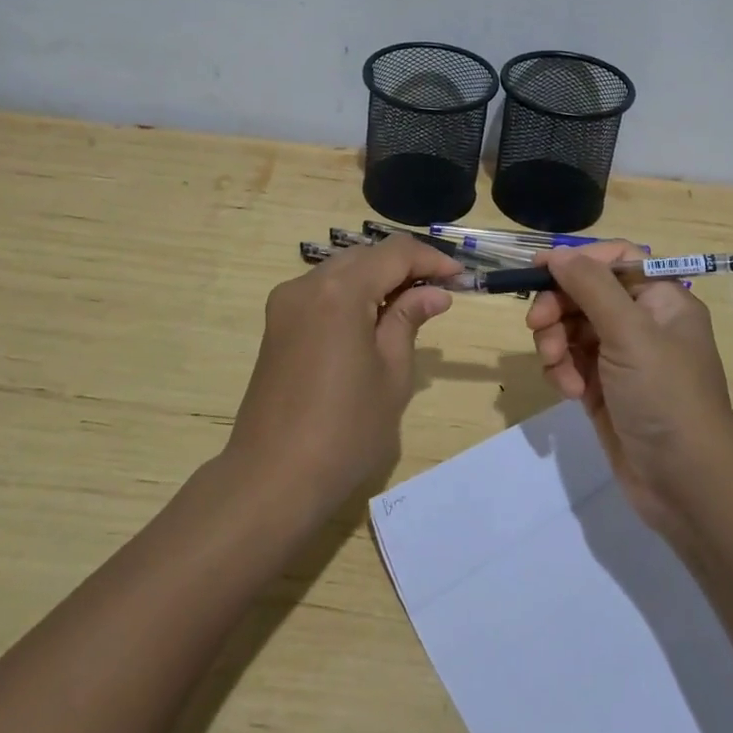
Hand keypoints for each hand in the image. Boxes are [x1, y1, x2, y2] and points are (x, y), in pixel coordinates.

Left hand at [227, 234, 461, 515]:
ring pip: (341, 272)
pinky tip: (372, 321)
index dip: (431, 260)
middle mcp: (307, 284)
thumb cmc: (345, 430)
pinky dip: (351, 296)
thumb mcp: (392, 374)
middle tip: (439, 293)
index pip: (394, 253)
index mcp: (340, 291)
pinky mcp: (276, 326)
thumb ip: (409, 321)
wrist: (272, 479)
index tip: (460, 277)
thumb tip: (434, 294)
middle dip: (404, 267)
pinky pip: (321, 293)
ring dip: (377, 280)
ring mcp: (285, 304)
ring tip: (410, 307)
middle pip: (365, 257)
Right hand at [526, 242, 732, 537]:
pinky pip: (570, 362)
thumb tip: (559, 253)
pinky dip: (561, 371)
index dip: (578, 260)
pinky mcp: (603, 390)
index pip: (615, 261)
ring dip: (556, 343)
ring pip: (571, 329)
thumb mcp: (631, 333)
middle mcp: (642, 323)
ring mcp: (622, 359)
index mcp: (661, 300)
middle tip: (537, 325)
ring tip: (557, 367)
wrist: (688, 486)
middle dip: (558, 307)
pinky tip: (568, 392)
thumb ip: (591, 287)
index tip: (540, 268)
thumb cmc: (666, 397)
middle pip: (585, 293)